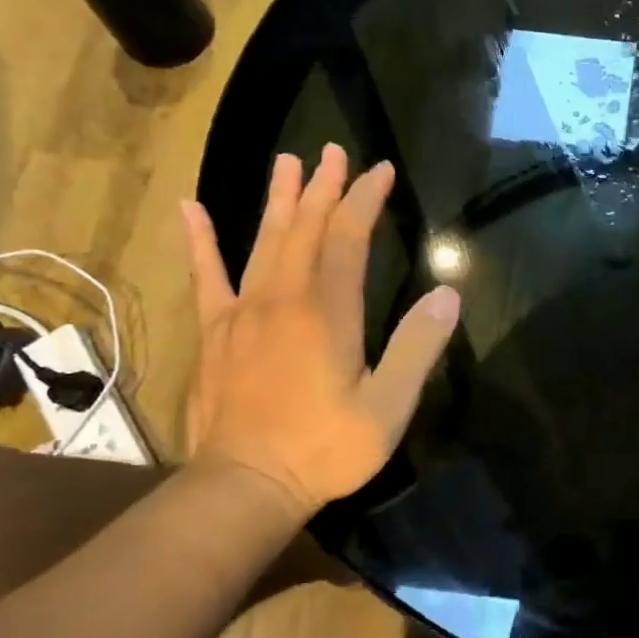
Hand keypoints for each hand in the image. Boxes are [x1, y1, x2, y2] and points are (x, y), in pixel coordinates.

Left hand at [179, 144, 459, 516]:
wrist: (246, 485)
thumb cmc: (325, 449)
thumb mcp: (389, 405)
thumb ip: (417, 347)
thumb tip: (447, 293)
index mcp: (327, 311)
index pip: (347, 238)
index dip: (364, 200)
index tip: (380, 171)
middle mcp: (282, 297)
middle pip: (304, 229)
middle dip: (323, 188)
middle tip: (333, 152)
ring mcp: (242, 312)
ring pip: (263, 242)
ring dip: (278, 200)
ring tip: (287, 162)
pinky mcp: (214, 333)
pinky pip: (206, 276)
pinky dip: (200, 241)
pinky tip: (191, 209)